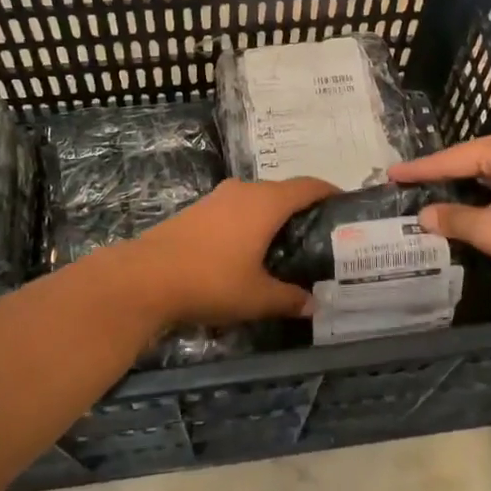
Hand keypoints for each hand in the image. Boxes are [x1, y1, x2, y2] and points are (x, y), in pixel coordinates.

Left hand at [130, 177, 334, 322]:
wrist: (145, 277)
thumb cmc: (211, 280)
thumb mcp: (257, 297)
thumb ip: (289, 298)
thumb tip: (313, 304)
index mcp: (266, 202)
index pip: (308, 186)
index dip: (329, 193)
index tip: (345, 206)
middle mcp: (244, 191)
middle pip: (282, 192)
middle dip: (302, 210)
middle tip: (319, 236)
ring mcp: (217, 198)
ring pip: (256, 201)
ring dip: (273, 217)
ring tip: (286, 246)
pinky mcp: (197, 211)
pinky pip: (235, 210)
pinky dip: (250, 223)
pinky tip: (249, 250)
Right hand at [388, 128, 490, 284]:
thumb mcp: (490, 230)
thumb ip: (454, 219)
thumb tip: (425, 215)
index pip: (451, 158)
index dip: (420, 169)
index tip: (393, 173)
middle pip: (472, 159)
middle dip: (444, 173)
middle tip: (413, 181)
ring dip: (468, 184)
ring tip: (439, 191)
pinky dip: (489, 191)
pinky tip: (479, 203)